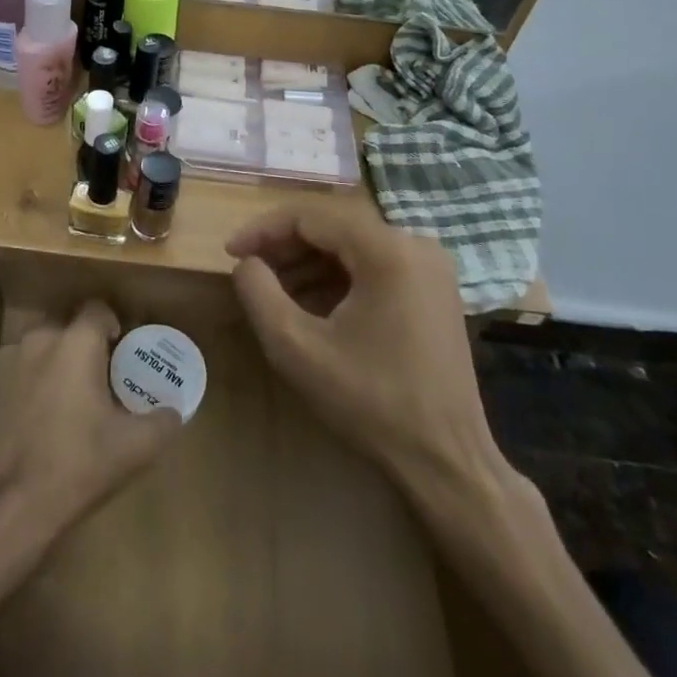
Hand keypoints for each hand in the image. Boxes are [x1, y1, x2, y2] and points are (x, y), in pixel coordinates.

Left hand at [0, 301, 181, 562]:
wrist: (1, 506)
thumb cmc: (74, 466)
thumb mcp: (135, 449)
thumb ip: (163, 422)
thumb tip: (173, 411)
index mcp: (75, 342)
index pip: (97, 309)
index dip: (111, 324)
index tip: (120, 350)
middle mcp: (37, 339)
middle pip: (65, 330)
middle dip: (81, 350)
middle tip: (96, 384)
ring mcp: (2, 362)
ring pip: (35, 352)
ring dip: (49, 367)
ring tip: (61, 405)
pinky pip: (9, 376)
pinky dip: (21, 389)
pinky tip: (27, 422)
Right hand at [227, 206, 512, 515]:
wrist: (446, 461)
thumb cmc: (370, 401)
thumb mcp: (296, 347)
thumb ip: (258, 292)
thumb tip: (247, 263)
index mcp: (387, 250)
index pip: (310, 216)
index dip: (263, 230)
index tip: (230, 253)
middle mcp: (415, 245)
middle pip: (334, 227)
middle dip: (285, 247)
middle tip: (249, 271)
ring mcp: (430, 268)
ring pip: (353, 246)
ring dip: (309, 263)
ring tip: (272, 291)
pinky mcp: (435, 291)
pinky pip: (375, 266)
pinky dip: (338, 278)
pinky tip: (312, 306)